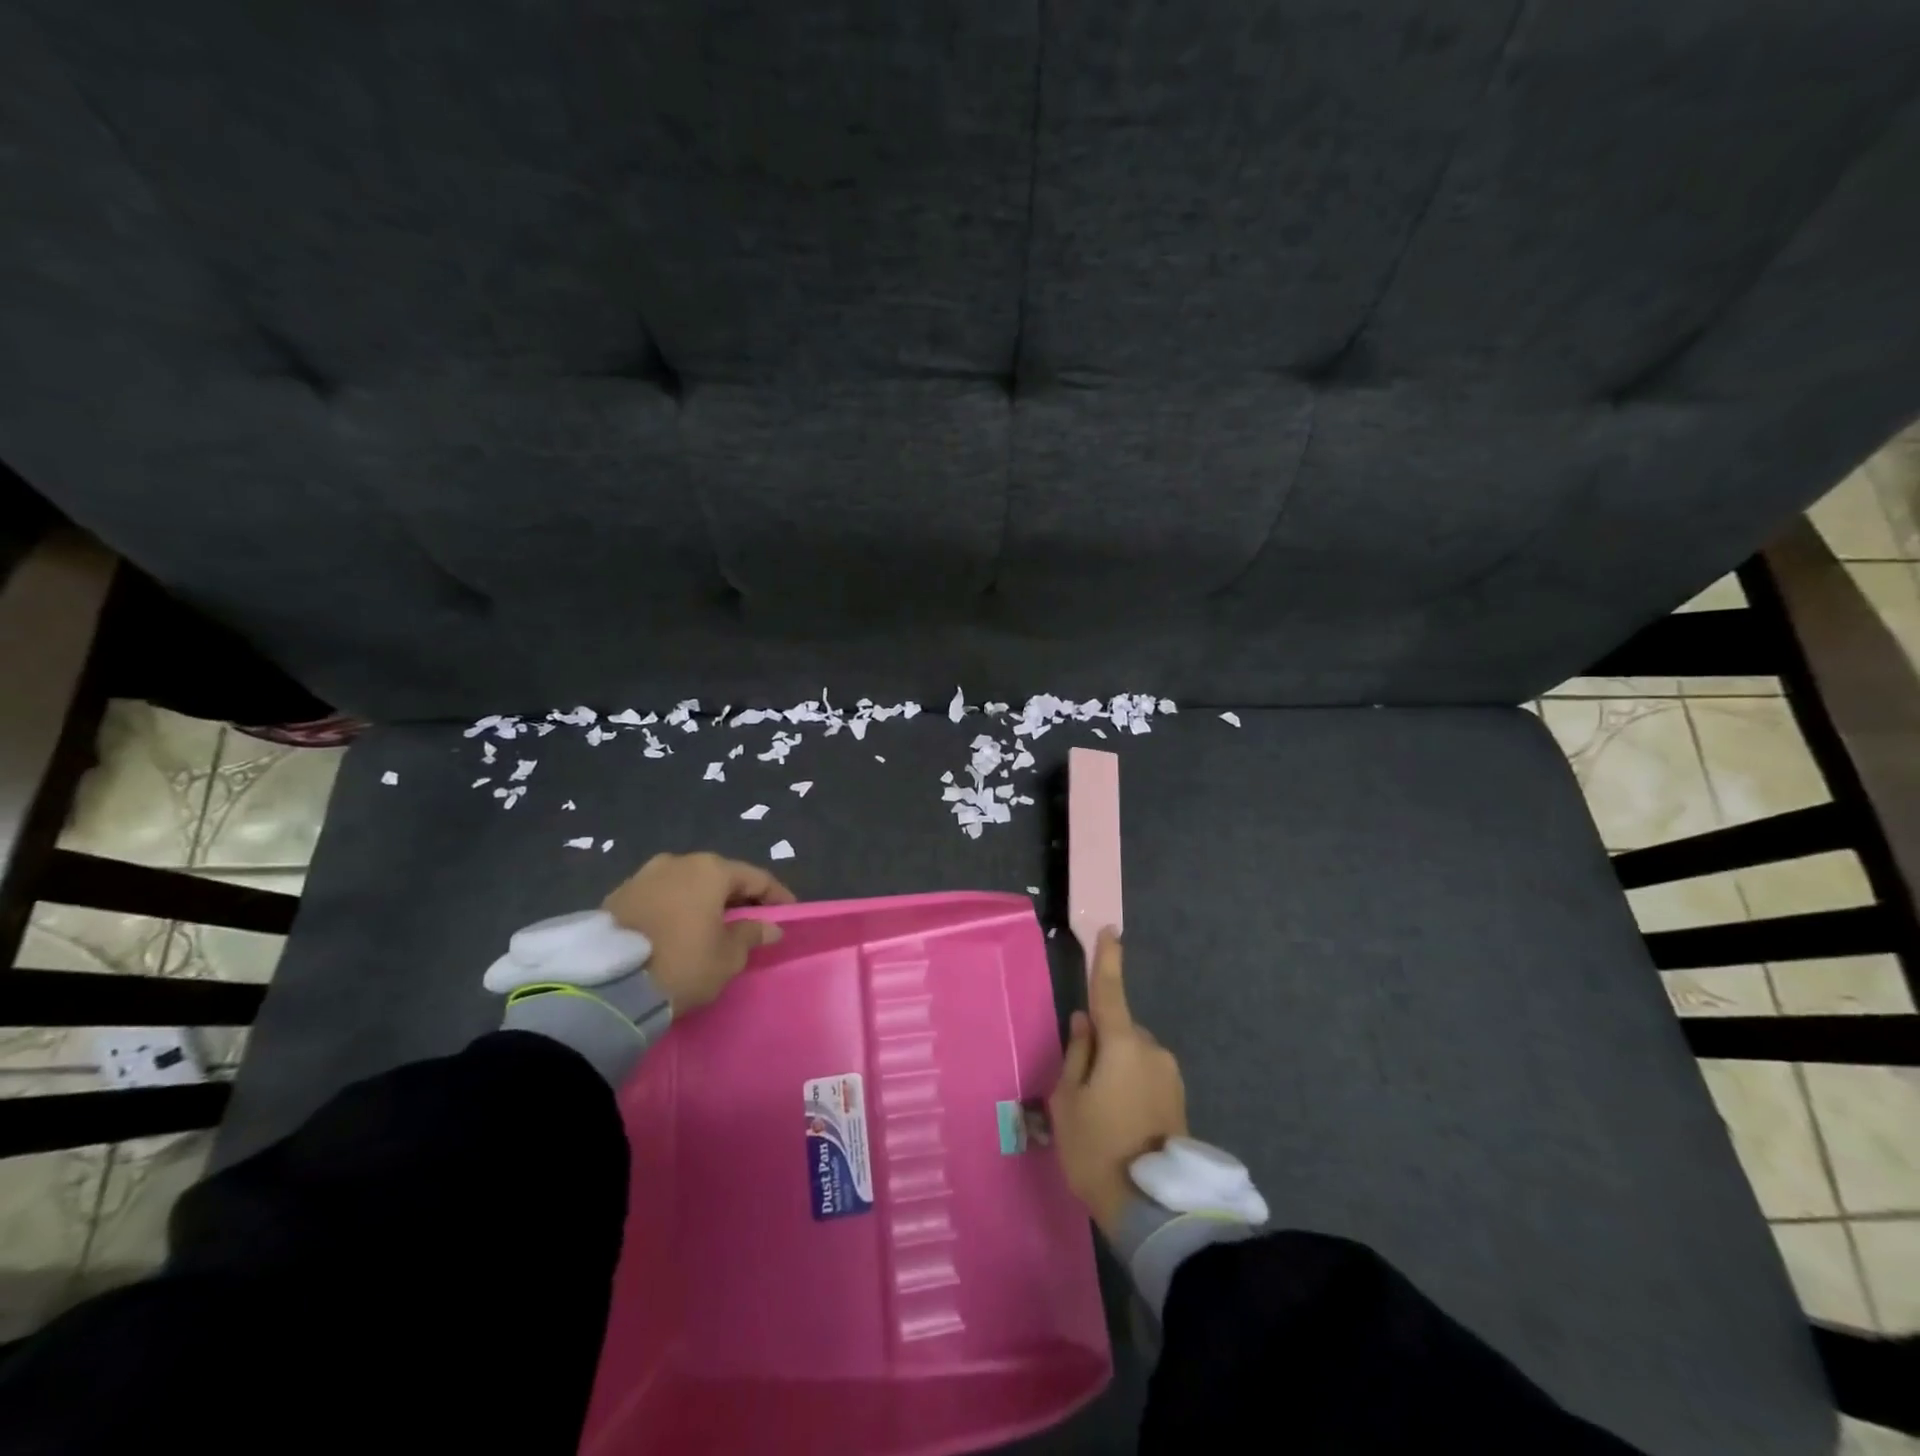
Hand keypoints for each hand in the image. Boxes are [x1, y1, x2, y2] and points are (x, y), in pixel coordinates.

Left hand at [603, 852, 795, 1012]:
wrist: (607, 988)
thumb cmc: (682, 964)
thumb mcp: (727, 957)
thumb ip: (751, 935)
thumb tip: (769, 927)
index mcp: (710, 870)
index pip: (755, 877)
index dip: (776, 896)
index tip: (789, 913)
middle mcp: (677, 862)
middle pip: (718, 876)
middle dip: (737, 896)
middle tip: (751, 919)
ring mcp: (643, 876)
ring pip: (686, 884)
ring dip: (702, 901)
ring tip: (711, 925)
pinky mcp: (617, 896)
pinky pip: (659, 897)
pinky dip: (674, 909)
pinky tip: (677, 930)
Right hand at [1047, 930, 1187, 1240]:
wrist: (1152, 1208)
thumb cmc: (1096, 1148)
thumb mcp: (1067, 1100)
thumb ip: (1076, 1053)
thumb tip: (1084, 1023)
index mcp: (1122, 1043)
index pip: (1110, 991)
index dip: (1107, 960)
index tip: (1109, 931)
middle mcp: (1152, 1049)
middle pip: (1119, 1031)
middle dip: (1101, 1045)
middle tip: (1080, 1088)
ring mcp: (1170, 1074)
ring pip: (1132, 1055)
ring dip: (1116, 1069)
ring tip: (1100, 1115)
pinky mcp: (1179, 1097)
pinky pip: (1146, 1075)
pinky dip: (1130, 1086)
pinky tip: (1120, 1122)